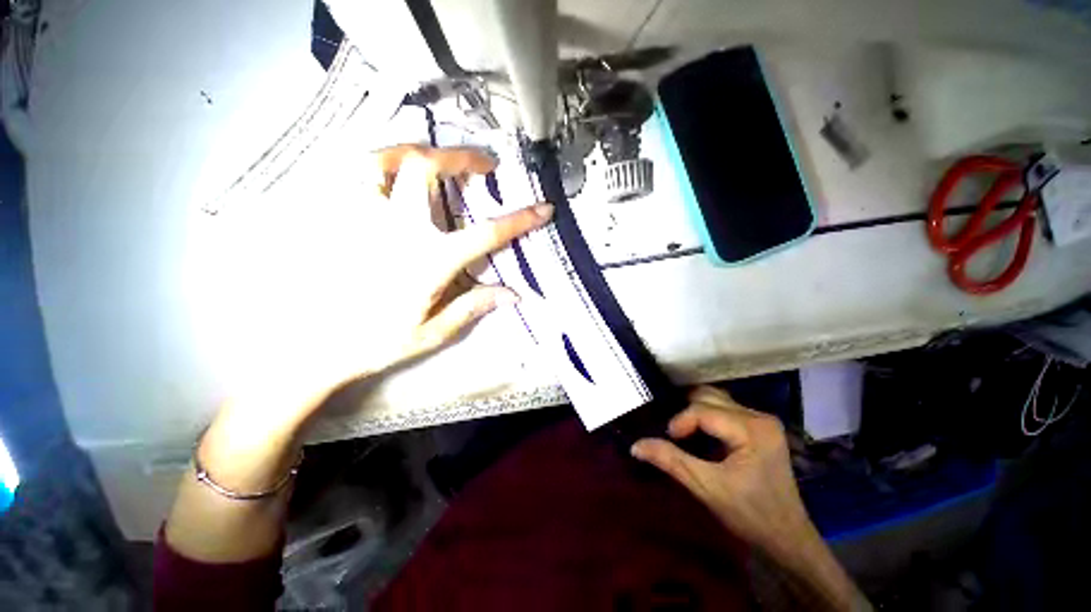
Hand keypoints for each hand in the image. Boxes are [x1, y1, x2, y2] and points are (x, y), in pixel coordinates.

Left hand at [209, 145, 552, 438]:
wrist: (312, 348)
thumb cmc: (376, 342)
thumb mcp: (433, 332)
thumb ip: (474, 306)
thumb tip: (514, 295)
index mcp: (428, 260)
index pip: (485, 233)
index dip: (519, 220)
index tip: (542, 208)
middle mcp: (396, 228)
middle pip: (428, 170)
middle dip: (462, 158)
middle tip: (484, 164)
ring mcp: (360, 217)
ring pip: (384, 158)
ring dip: (416, 150)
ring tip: (435, 156)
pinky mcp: (334, 217)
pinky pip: (352, 173)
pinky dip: (377, 162)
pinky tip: (391, 171)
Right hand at [632, 387, 866, 610]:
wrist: (787, 538)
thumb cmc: (750, 515)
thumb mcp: (706, 488)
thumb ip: (670, 460)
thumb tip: (635, 445)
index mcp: (753, 429)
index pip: (702, 410)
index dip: (680, 422)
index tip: (668, 440)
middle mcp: (760, 416)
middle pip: (709, 398)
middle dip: (686, 413)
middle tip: (672, 435)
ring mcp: (762, 420)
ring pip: (716, 399)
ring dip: (694, 412)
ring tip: (682, 431)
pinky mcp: (760, 426)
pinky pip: (724, 409)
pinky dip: (706, 416)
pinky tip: (698, 432)